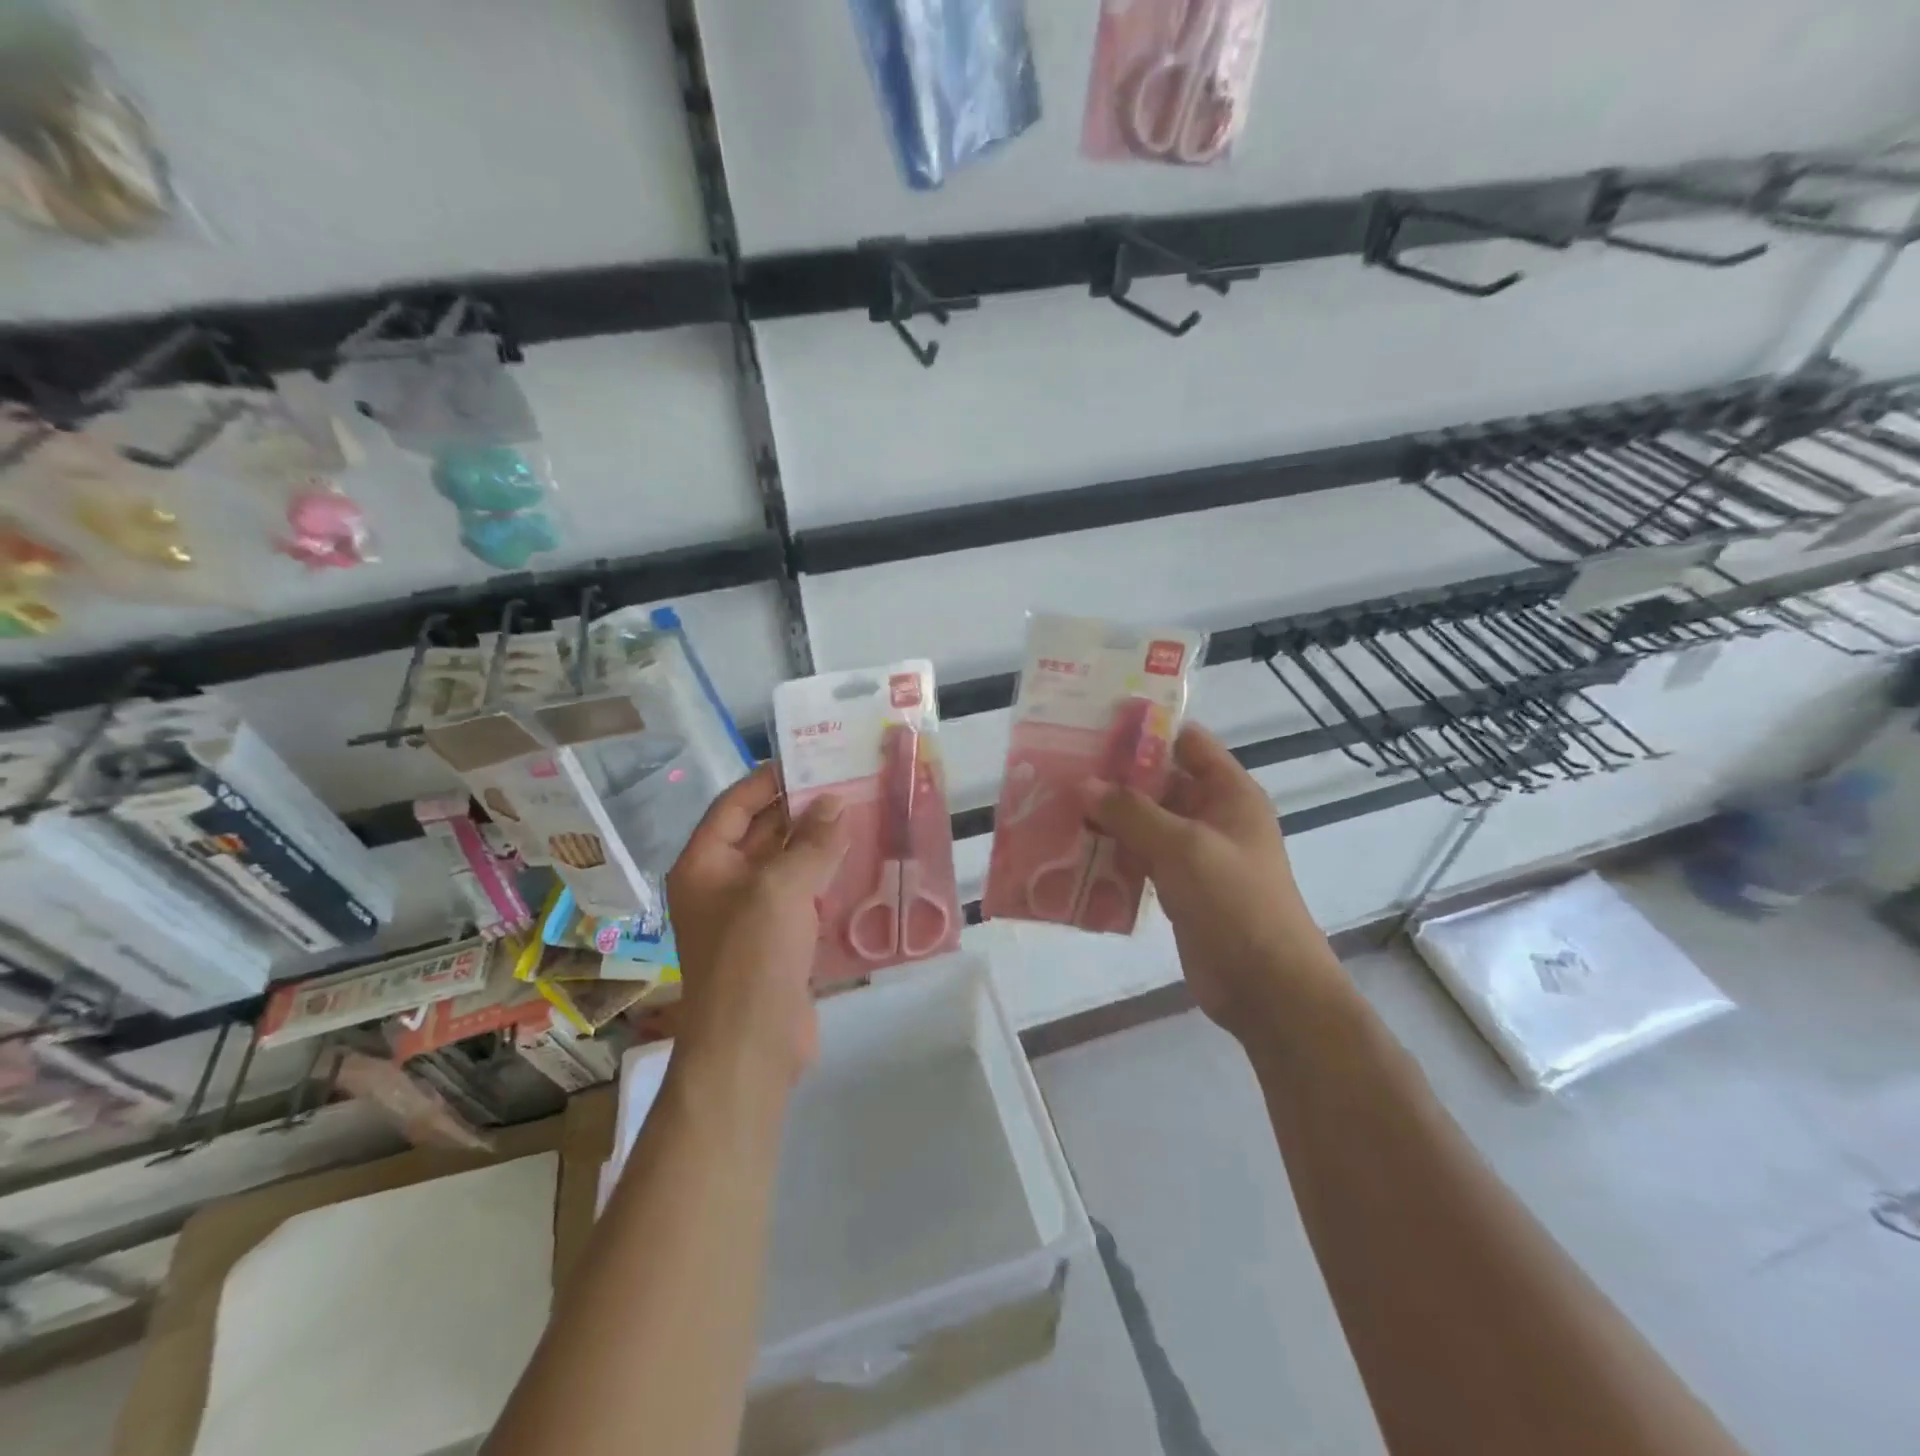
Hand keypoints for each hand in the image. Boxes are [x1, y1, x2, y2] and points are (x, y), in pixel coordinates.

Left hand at [666, 765, 849, 1094]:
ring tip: (865, 814)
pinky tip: (865, 862)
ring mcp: (753, 914)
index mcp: (705, 864)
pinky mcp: (781, 940)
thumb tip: (836, 804)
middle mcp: (724, 884)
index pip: (735, 805)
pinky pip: (806, 896)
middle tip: (850, 782)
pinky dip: (830, 878)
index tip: (810, 758)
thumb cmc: (751, 957)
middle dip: (804, 809)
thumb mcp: (780, 889)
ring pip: (789, 865)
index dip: (769, 779)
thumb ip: (812, 843)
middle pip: (765, 832)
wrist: (751, 1047)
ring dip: (822, 843)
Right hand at [1078, 725, 1347, 1043]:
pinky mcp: (1177, 887)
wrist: (1266, 986)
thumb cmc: (1234, 901)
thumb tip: (1082, 784)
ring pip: (1144, 822)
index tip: (1093, 723)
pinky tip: (1071, 850)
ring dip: (1107, 816)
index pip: (1186, 742)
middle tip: (1060, 766)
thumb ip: (1131, 812)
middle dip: (1113, 775)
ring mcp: (1194, 853)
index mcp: (1228, 792)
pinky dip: (1111, 852)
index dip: (1145, 730)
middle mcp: (1212, 815)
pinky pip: (1139, 858)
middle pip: (1158, 781)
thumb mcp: (1182, 846)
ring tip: (1055, 804)